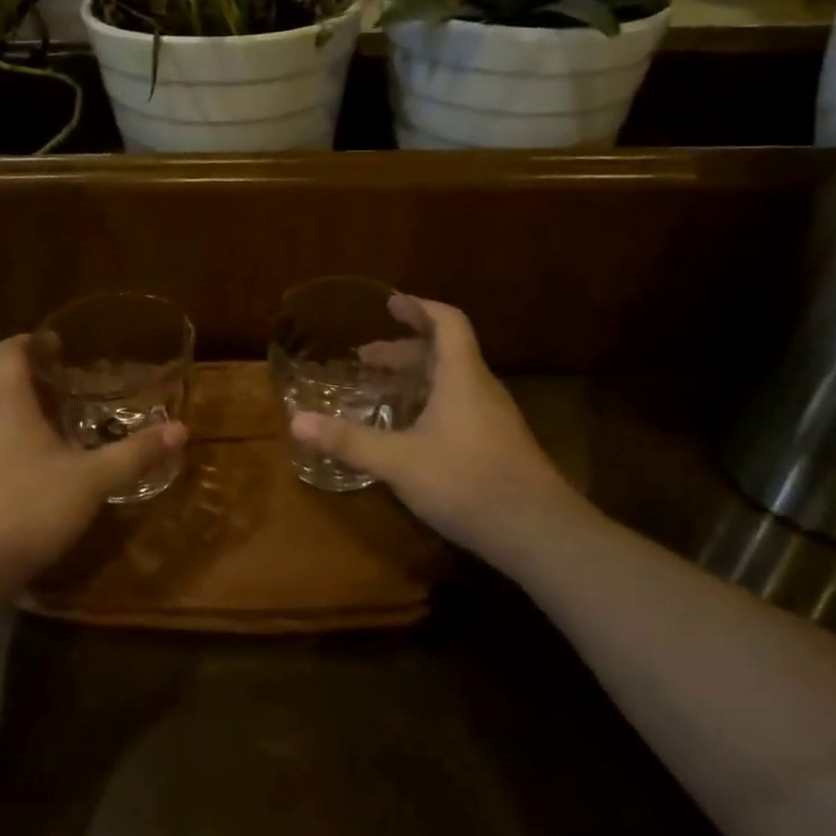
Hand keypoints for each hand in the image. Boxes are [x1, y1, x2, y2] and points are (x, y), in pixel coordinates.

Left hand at [0, 335, 186, 595]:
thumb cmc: (26, 507)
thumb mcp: (92, 480)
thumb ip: (135, 453)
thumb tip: (180, 429)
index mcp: (5, 403)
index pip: (8, 351)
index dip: (32, 341)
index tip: (59, 344)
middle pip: (4, 385)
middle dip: (39, 383)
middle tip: (77, 390)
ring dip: (27, 418)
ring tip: (64, 432)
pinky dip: (14, 449)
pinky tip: (40, 477)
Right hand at [290, 297, 583, 568]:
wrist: (539, 532)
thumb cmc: (468, 482)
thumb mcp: (399, 462)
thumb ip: (349, 441)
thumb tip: (297, 422)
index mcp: (461, 376)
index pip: (447, 322)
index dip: (419, 307)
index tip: (390, 303)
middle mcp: (480, 388)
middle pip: (444, 352)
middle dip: (404, 350)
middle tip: (366, 358)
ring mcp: (494, 417)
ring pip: (452, 382)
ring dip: (417, 379)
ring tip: (381, 392)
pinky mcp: (498, 444)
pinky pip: (459, 406)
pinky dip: (430, 403)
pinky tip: (410, 433)